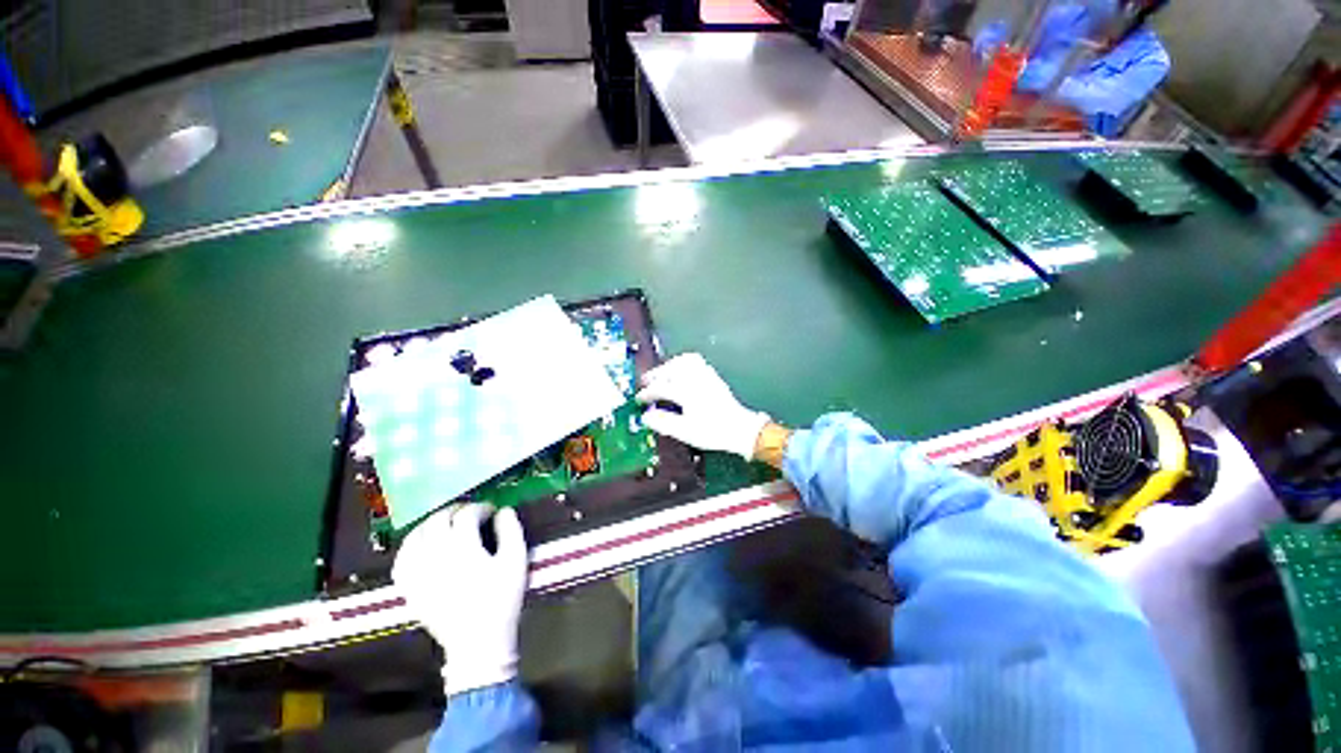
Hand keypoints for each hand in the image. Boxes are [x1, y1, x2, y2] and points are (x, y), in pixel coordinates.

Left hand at [393, 503, 528, 695]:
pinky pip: (401, 560)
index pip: (466, 515)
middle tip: (470, 514)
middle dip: (455, 511)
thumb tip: (504, 511)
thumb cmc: (501, 599)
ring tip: (446, 525)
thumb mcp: (516, 560)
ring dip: (432, 524)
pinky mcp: (410, 589)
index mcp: (463, 547)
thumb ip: (511, 530)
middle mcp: (435, 555)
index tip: (492, 511)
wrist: (478, 642)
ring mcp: (418, 573)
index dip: (480, 508)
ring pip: (416, 536)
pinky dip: (410, 546)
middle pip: (438, 520)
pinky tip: (422, 546)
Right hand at [635, 353, 770, 459]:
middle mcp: (694, 379)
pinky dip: (683, 362)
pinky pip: (695, 361)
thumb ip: (663, 422)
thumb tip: (645, 416)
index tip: (639, 400)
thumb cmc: (712, 431)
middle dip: (656, 375)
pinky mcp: (712, 376)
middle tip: (646, 382)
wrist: (739, 428)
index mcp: (686, 391)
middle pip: (670, 369)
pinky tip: (681, 371)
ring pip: (683, 361)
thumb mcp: (684, 431)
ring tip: (661, 374)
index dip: (647, 394)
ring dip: (669, 365)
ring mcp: (705, 375)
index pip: (660, 388)